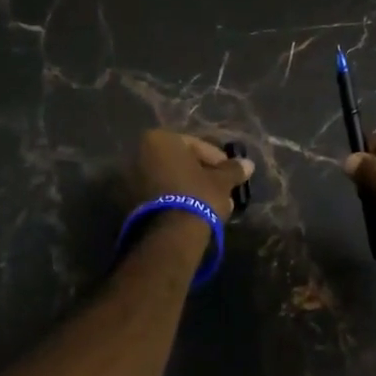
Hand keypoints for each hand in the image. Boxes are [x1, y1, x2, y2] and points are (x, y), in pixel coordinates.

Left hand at [129, 130, 254, 220]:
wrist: (169, 236)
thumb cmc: (197, 196)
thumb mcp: (221, 181)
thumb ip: (233, 169)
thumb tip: (248, 164)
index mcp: (159, 139)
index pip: (195, 145)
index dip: (217, 159)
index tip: (230, 173)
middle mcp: (138, 154)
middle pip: (179, 162)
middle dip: (201, 175)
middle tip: (221, 189)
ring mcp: (129, 179)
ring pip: (169, 180)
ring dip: (189, 189)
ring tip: (211, 205)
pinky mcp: (127, 203)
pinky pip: (158, 195)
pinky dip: (175, 200)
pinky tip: (192, 213)